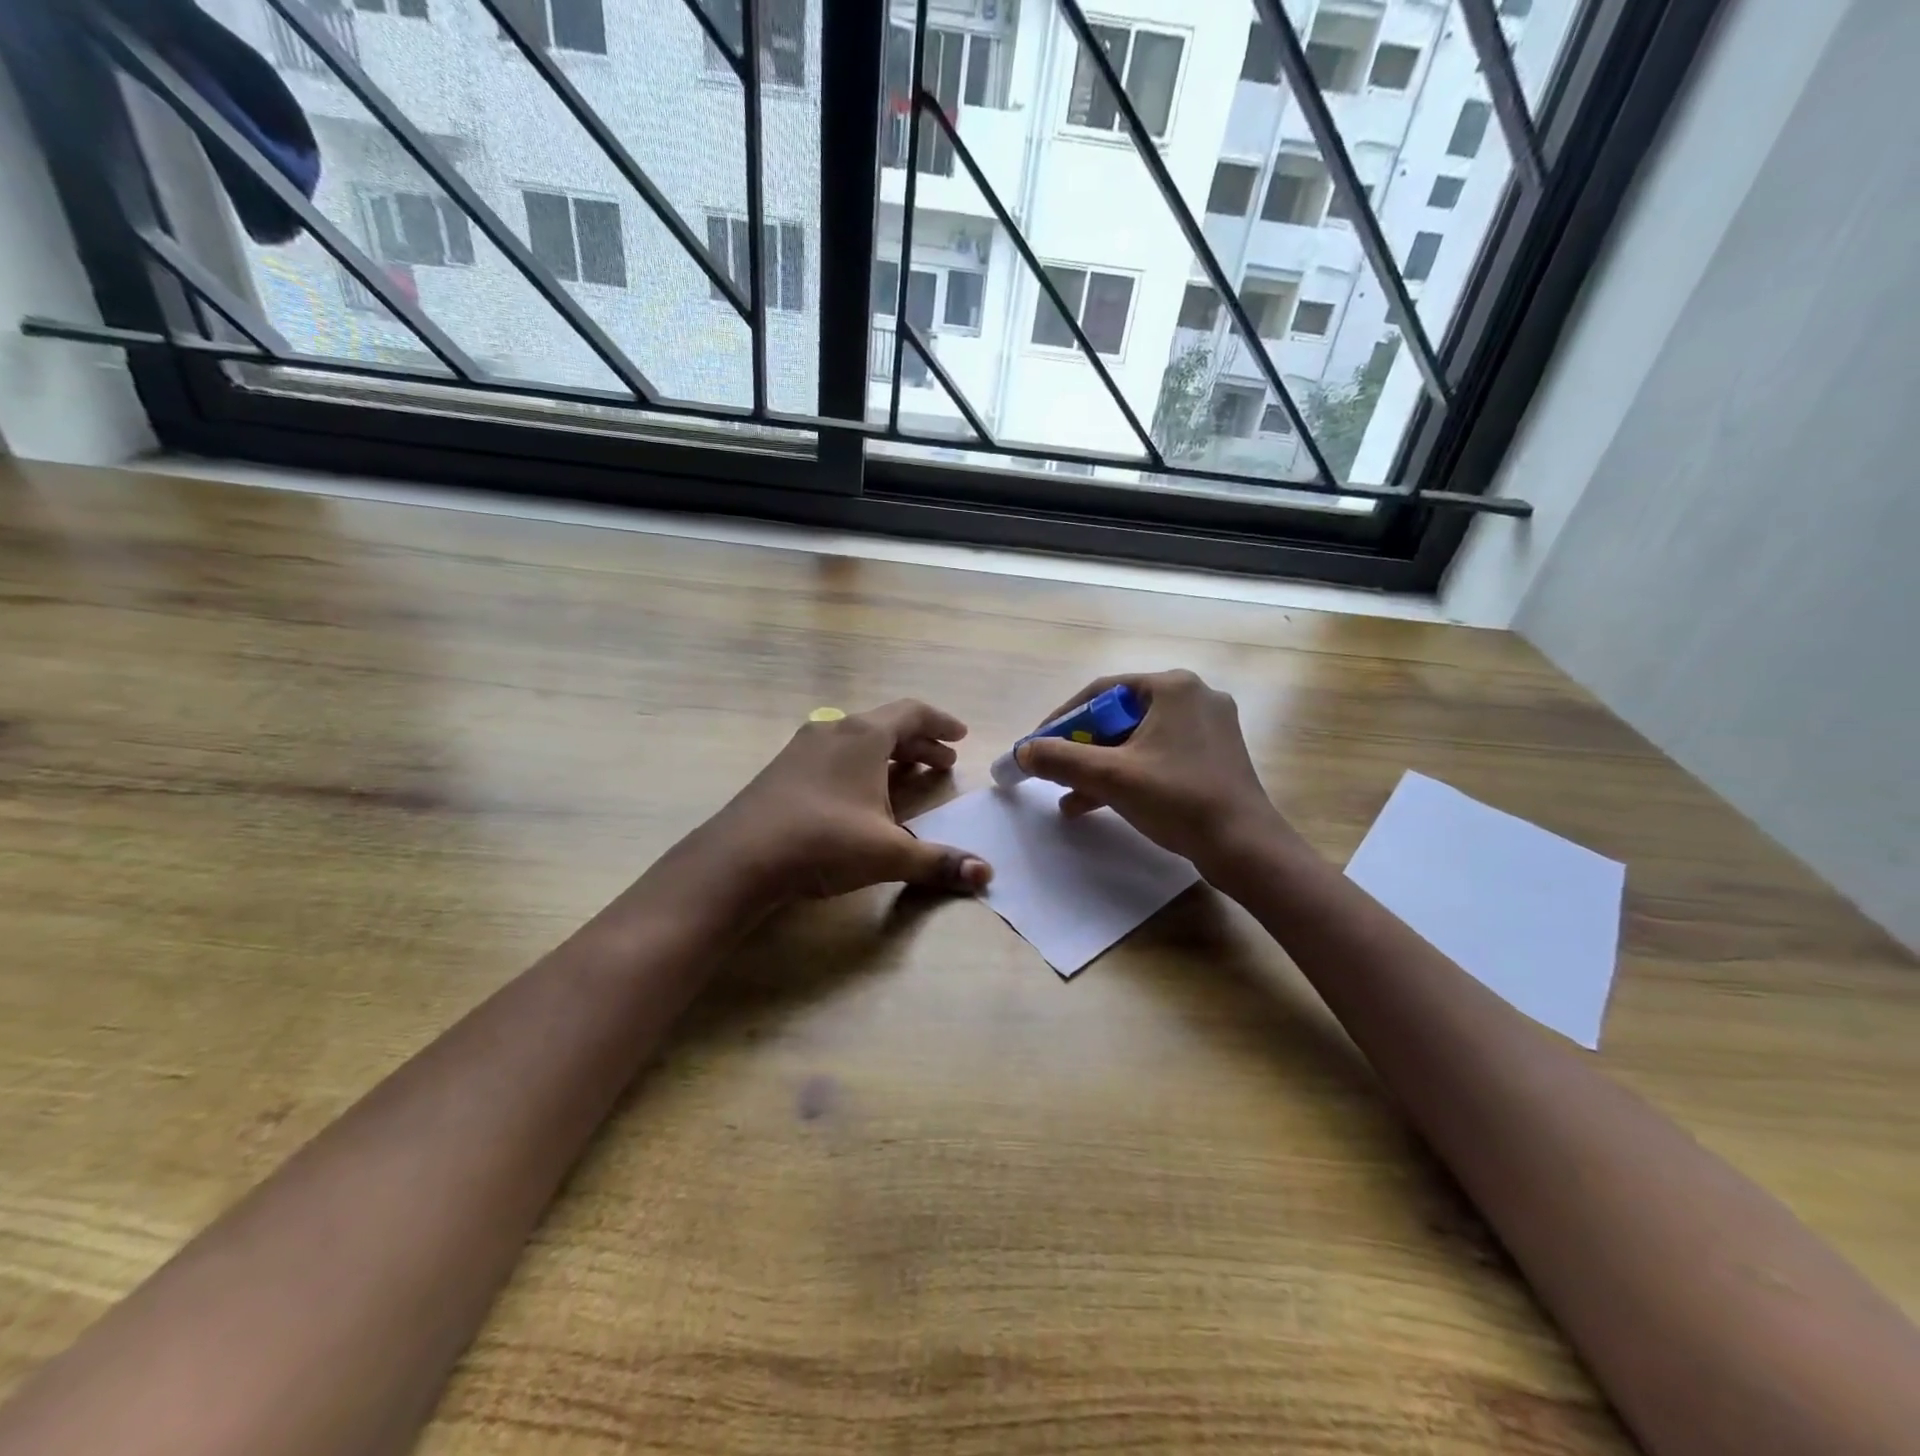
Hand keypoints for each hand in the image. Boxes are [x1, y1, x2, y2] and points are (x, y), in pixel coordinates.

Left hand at [683, 700, 992, 905]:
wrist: (739, 858)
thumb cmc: (824, 841)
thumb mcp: (888, 853)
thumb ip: (939, 862)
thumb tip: (987, 875)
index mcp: (864, 736)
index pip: (912, 712)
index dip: (941, 723)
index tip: (961, 736)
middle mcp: (834, 731)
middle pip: (886, 725)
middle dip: (919, 743)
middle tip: (943, 763)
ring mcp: (803, 748)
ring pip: (858, 740)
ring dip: (889, 755)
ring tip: (909, 777)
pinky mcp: (782, 770)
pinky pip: (835, 755)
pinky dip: (861, 766)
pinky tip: (861, 795)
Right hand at [1016, 670, 1290, 876]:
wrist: (1244, 847)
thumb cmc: (1178, 799)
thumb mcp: (1110, 777)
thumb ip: (1060, 759)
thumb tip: (1022, 751)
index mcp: (1172, 687)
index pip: (1100, 692)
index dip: (1062, 719)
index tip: (1037, 746)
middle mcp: (1193, 697)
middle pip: (1118, 716)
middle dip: (1081, 748)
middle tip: (1055, 771)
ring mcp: (1208, 727)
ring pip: (1137, 739)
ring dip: (1101, 766)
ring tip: (1069, 796)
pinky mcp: (1214, 756)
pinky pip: (1158, 755)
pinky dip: (1128, 774)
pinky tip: (1098, 803)